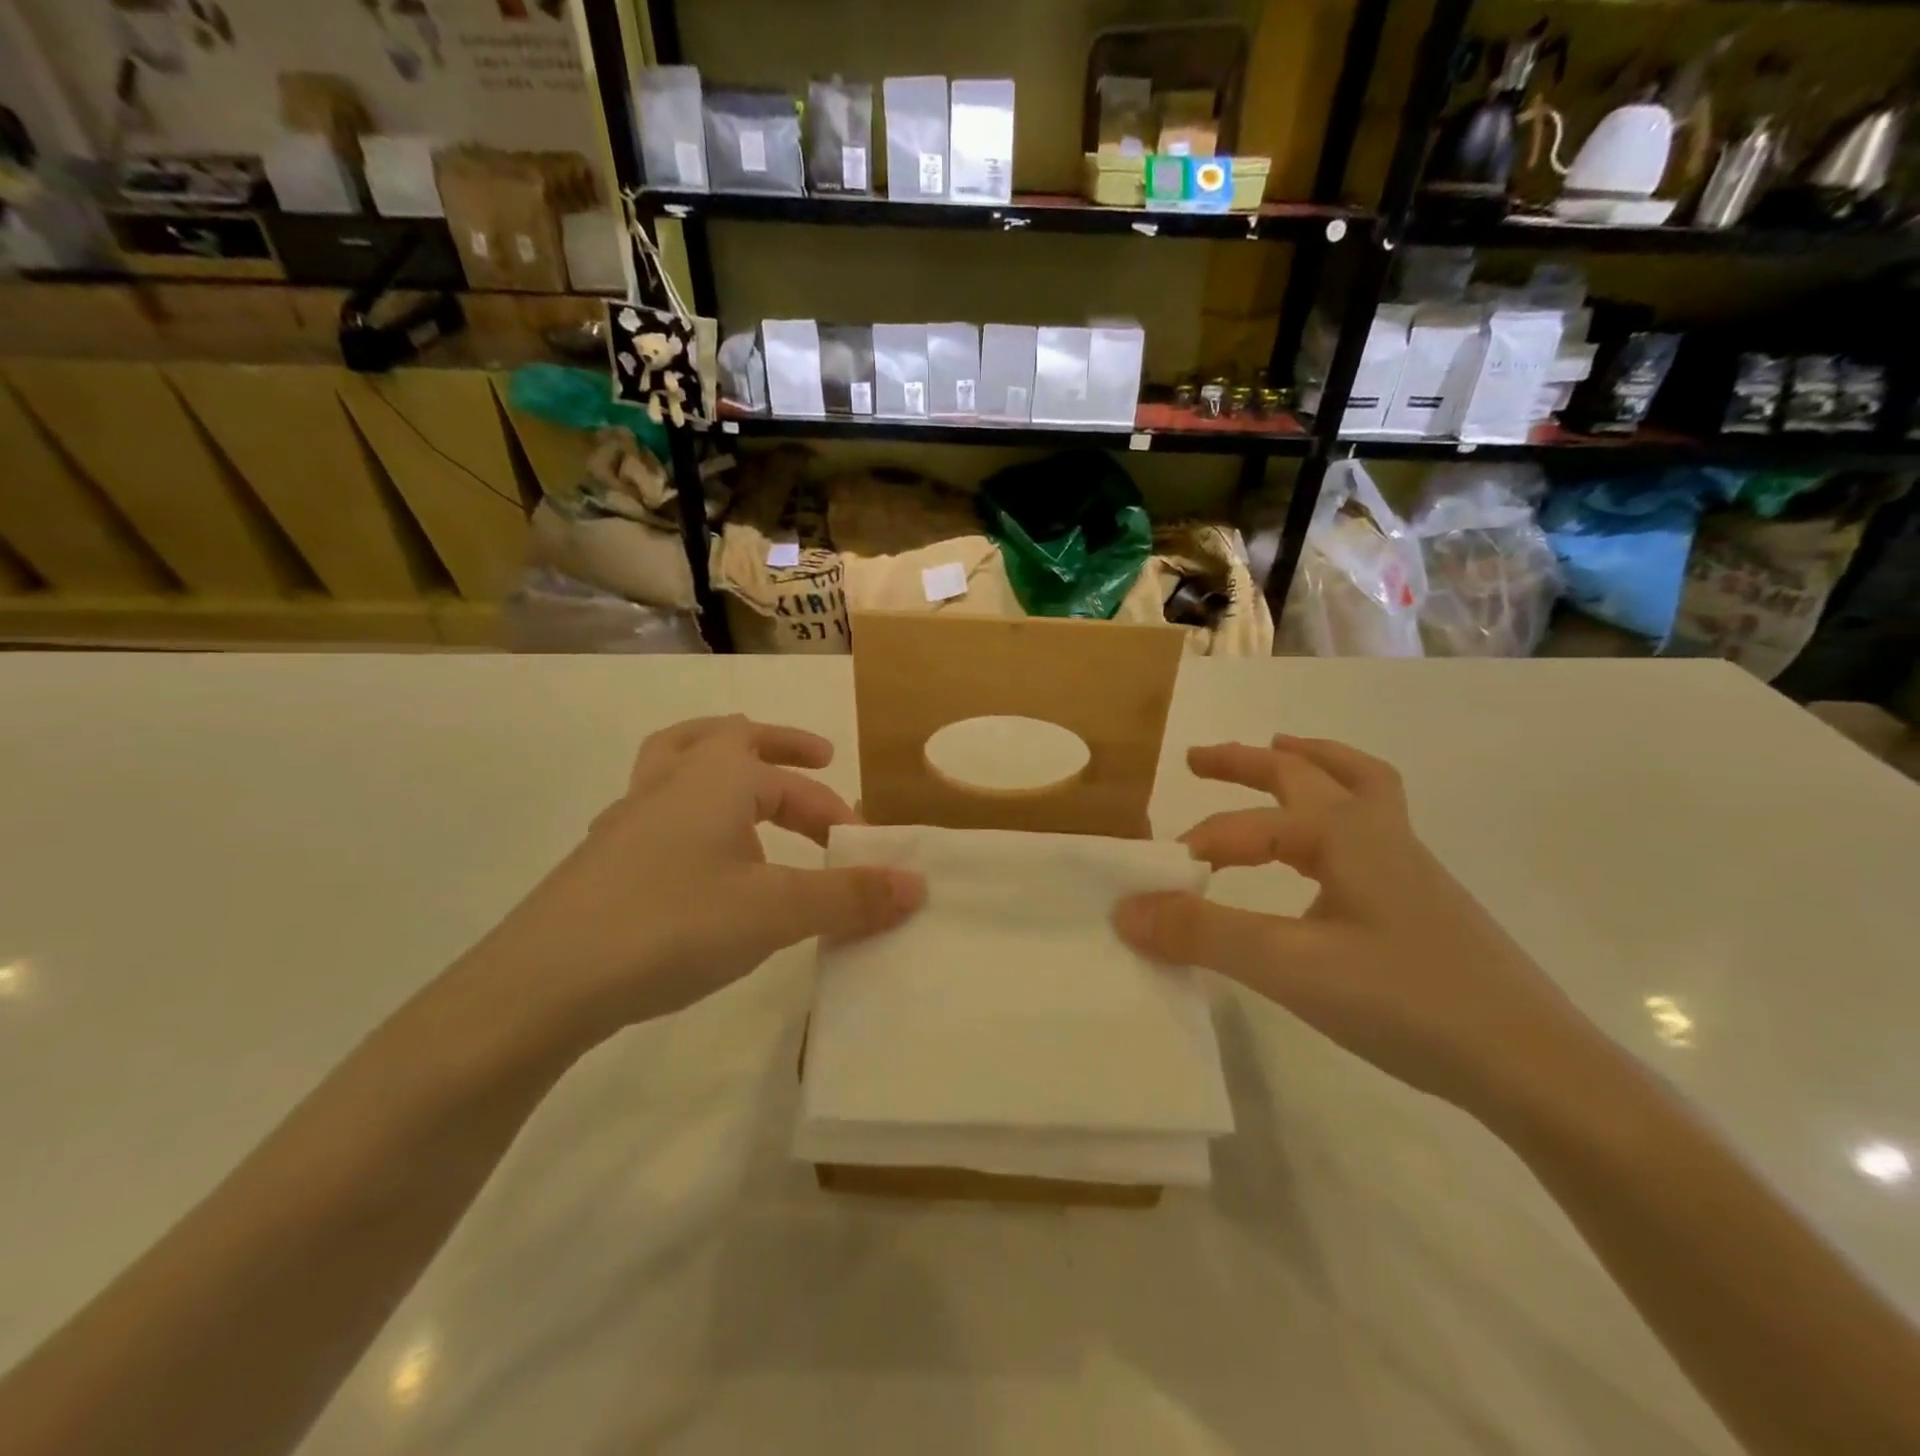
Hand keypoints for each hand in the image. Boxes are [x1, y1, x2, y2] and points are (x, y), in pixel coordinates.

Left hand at [460, 715, 923, 1042]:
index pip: (794, 780)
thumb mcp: (776, 911)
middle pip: (730, 739)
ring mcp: (628, 817)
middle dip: (781, 750)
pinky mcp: (603, 857)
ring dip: (723, 763)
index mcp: (715, 776)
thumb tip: (918, 884)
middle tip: (819, 763)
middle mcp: (670, 781)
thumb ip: (849, 896)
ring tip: (751, 785)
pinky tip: (700, 857)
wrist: (542, 984)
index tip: (862, 849)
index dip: (836, 809)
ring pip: (679, 760)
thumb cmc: (672, 925)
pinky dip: (691, 812)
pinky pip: (658, 809)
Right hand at [1115, 735, 1589, 1112]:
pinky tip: (1323, 849)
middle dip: (1246, 761)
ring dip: (1308, 765)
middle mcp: (1376, 832)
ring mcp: (1407, 862)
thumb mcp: (1290, 967)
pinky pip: (1371, 825)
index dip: (1193, 850)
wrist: (1534, 1066)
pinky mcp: (1421, 898)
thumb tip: (1127, 909)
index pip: (1244, 829)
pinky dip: (1337, 809)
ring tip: (1277, 755)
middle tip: (1197, 760)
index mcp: (1342, 833)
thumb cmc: (1407, 1000)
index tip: (1152, 887)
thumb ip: (1204, 934)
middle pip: (1305, 770)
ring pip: (1354, 786)